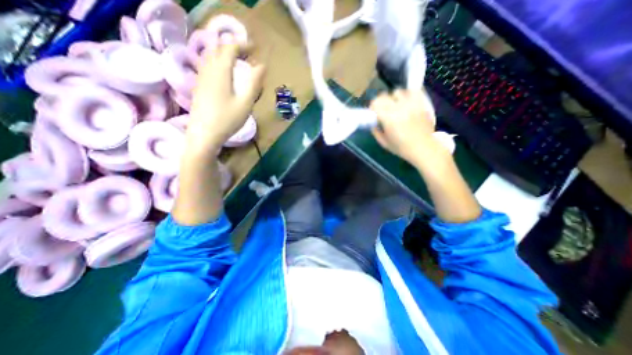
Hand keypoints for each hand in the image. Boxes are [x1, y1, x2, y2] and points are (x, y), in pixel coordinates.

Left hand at [188, 43, 265, 153]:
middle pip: (218, 50)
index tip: (255, 48)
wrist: (204, 135)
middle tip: (247, 55)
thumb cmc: (227, 120)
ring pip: (211, 57)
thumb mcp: (245, 103)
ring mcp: (201, 78)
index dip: (242, 44)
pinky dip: (218, 64)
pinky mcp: (199, 87)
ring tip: (237, 63)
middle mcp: (208, 70)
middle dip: (233, 48)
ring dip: (224, 55)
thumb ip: (254, 83)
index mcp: (220, 72)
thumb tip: (261, 66)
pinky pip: (207, 67)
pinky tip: (224, 75)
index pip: (229, 48)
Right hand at [371, 89, 443, 166]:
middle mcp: (399, 108)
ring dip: (394, 98)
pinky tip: (406, 102)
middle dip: (380, 102)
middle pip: (384, 96)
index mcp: (388, 118)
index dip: (372, 107)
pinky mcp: (422, 103)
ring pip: (398, 92)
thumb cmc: (402, 148)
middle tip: (382, 110)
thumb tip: (373, 123)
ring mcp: (412, 104)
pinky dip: (408, 94)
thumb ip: (376, 131)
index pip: (375, 104)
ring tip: (395, 106)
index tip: (373, 113)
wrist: (424, 148)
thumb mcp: (384, 143)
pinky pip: (413, 91)